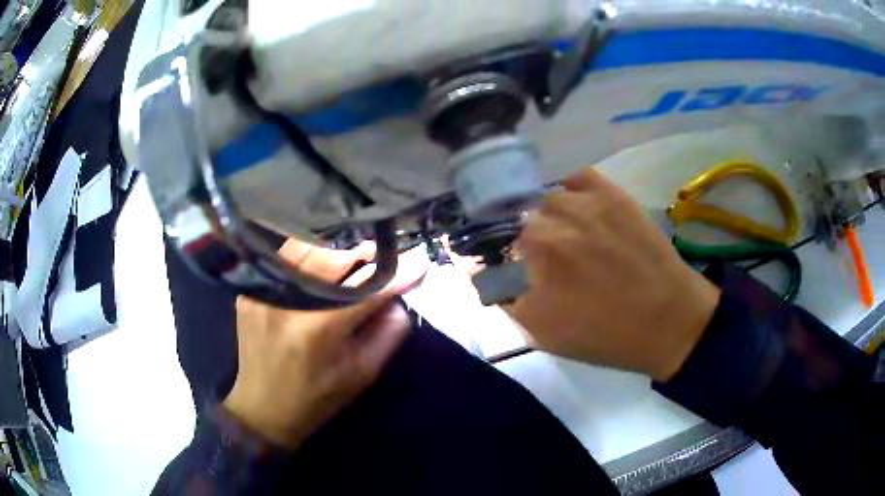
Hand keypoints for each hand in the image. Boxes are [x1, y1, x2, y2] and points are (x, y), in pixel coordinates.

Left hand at [223, 239, 427, 448]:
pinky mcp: (249, 292)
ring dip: (333, 255)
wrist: (263, 409)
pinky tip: (316, 273)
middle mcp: (287, 300)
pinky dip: (305, 264)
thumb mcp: (361, 373)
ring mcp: (263, 292)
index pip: (368, 288)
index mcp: (319, 326)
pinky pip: (284, 266)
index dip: (397, 274)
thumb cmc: (317, 398)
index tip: (420, 261)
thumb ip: (388, 334)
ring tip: (351, 261)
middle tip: (379, 255)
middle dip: (362, 255)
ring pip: (306, 254)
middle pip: (333, 259)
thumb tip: (399, 298)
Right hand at [511, 168, 720, 381]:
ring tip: (569, 236)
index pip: (492, 250)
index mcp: (529, 263)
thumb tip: (486, 275)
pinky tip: (579, 207)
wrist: (667, 320)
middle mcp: (548, 226)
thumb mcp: (544, 334)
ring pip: (543, 200)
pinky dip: (569, 188)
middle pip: (515, 223)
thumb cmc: (605, 336)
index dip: (497, 261)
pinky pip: (573, 176)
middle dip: (524, 243)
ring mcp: (581, 204)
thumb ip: (507, 301)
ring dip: (548, 217)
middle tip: (548, 262)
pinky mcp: (609, 193)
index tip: (509, 271)